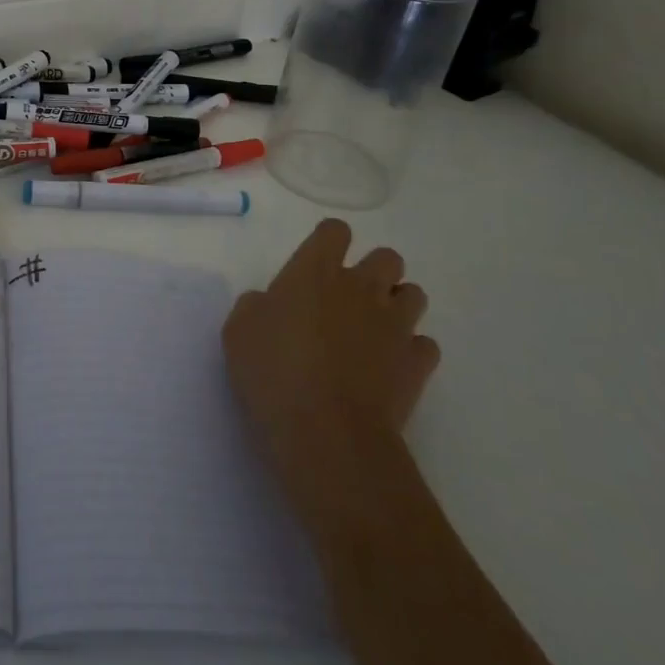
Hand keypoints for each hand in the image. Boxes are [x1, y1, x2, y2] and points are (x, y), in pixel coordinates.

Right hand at [223, 219, 437, 508]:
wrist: (326, 433)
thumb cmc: (273, 372)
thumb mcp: (239, 331)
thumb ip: (256, 306)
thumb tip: (270, 304)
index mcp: (315, 270)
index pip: (335, 231)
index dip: (328, 243)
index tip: (315, 266)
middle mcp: (361, 287)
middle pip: (387, 257)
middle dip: (374, 272)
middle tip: (348, 300)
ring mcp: (395, 325)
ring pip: (414, 294)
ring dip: (397, 306)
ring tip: (374, 331)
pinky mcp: (417, 364)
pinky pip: (425, 344)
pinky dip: (411, 351)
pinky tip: (390, 367)